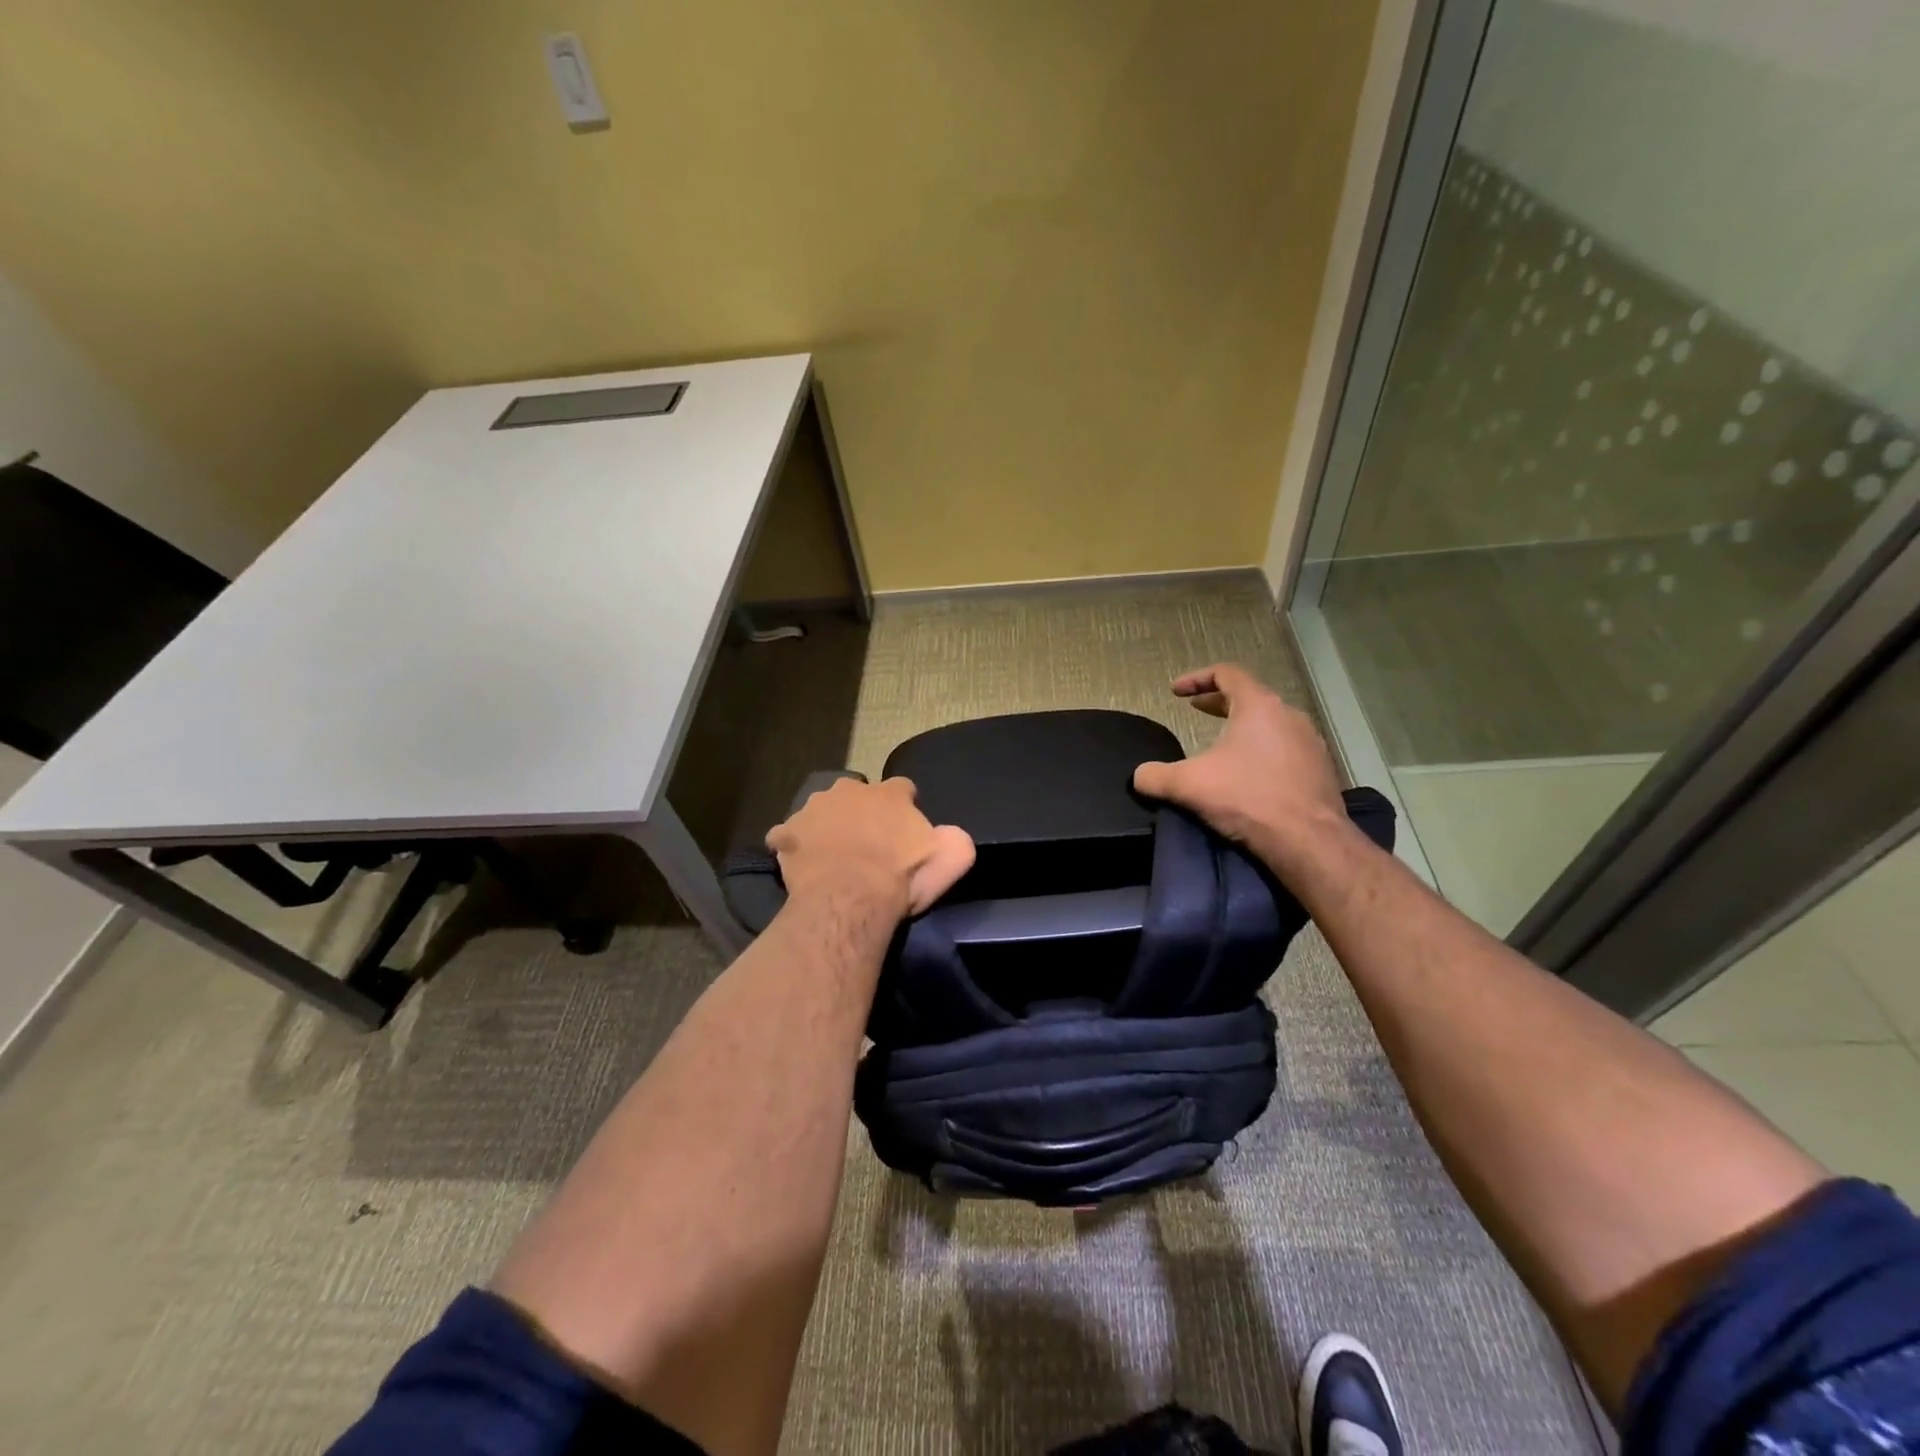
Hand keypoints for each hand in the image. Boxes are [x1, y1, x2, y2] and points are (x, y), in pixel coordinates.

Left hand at [767, 777, 975, 919]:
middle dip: (860, 812)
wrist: (850, 899)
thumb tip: (948, 834)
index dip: (903, 809)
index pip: (902, 789)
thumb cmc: (902, 877)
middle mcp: (850, 790)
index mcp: (890, 794)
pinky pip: (787, 835)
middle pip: (857, 794)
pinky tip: (798, 863)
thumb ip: (955, 840)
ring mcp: (814, 808)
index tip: (903, 834)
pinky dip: (792, 845)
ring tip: (830, 856)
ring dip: (826, 825)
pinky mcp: (787, 833)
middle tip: (865, 844)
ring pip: (821, 810)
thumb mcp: (951, 859)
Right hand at [1132, 664, 1352, 878]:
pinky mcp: (1321, 769)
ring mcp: (1310, 742)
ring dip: (1243, 727)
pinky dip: (1263, 751)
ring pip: (1271, 723)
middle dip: (1219, 702)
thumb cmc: (1246, 798)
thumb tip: (1138, 776)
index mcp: (1259, 706)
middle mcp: (1289, 715)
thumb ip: (1155, 776)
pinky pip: (1286, 748)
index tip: (1176, 692)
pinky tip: (1250, 774)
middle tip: (1196, 710)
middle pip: (1250, 696)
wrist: (1307, 840)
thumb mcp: (1187, 785)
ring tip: (1222, 744)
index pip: (1227, 673)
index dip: (1197, 678)